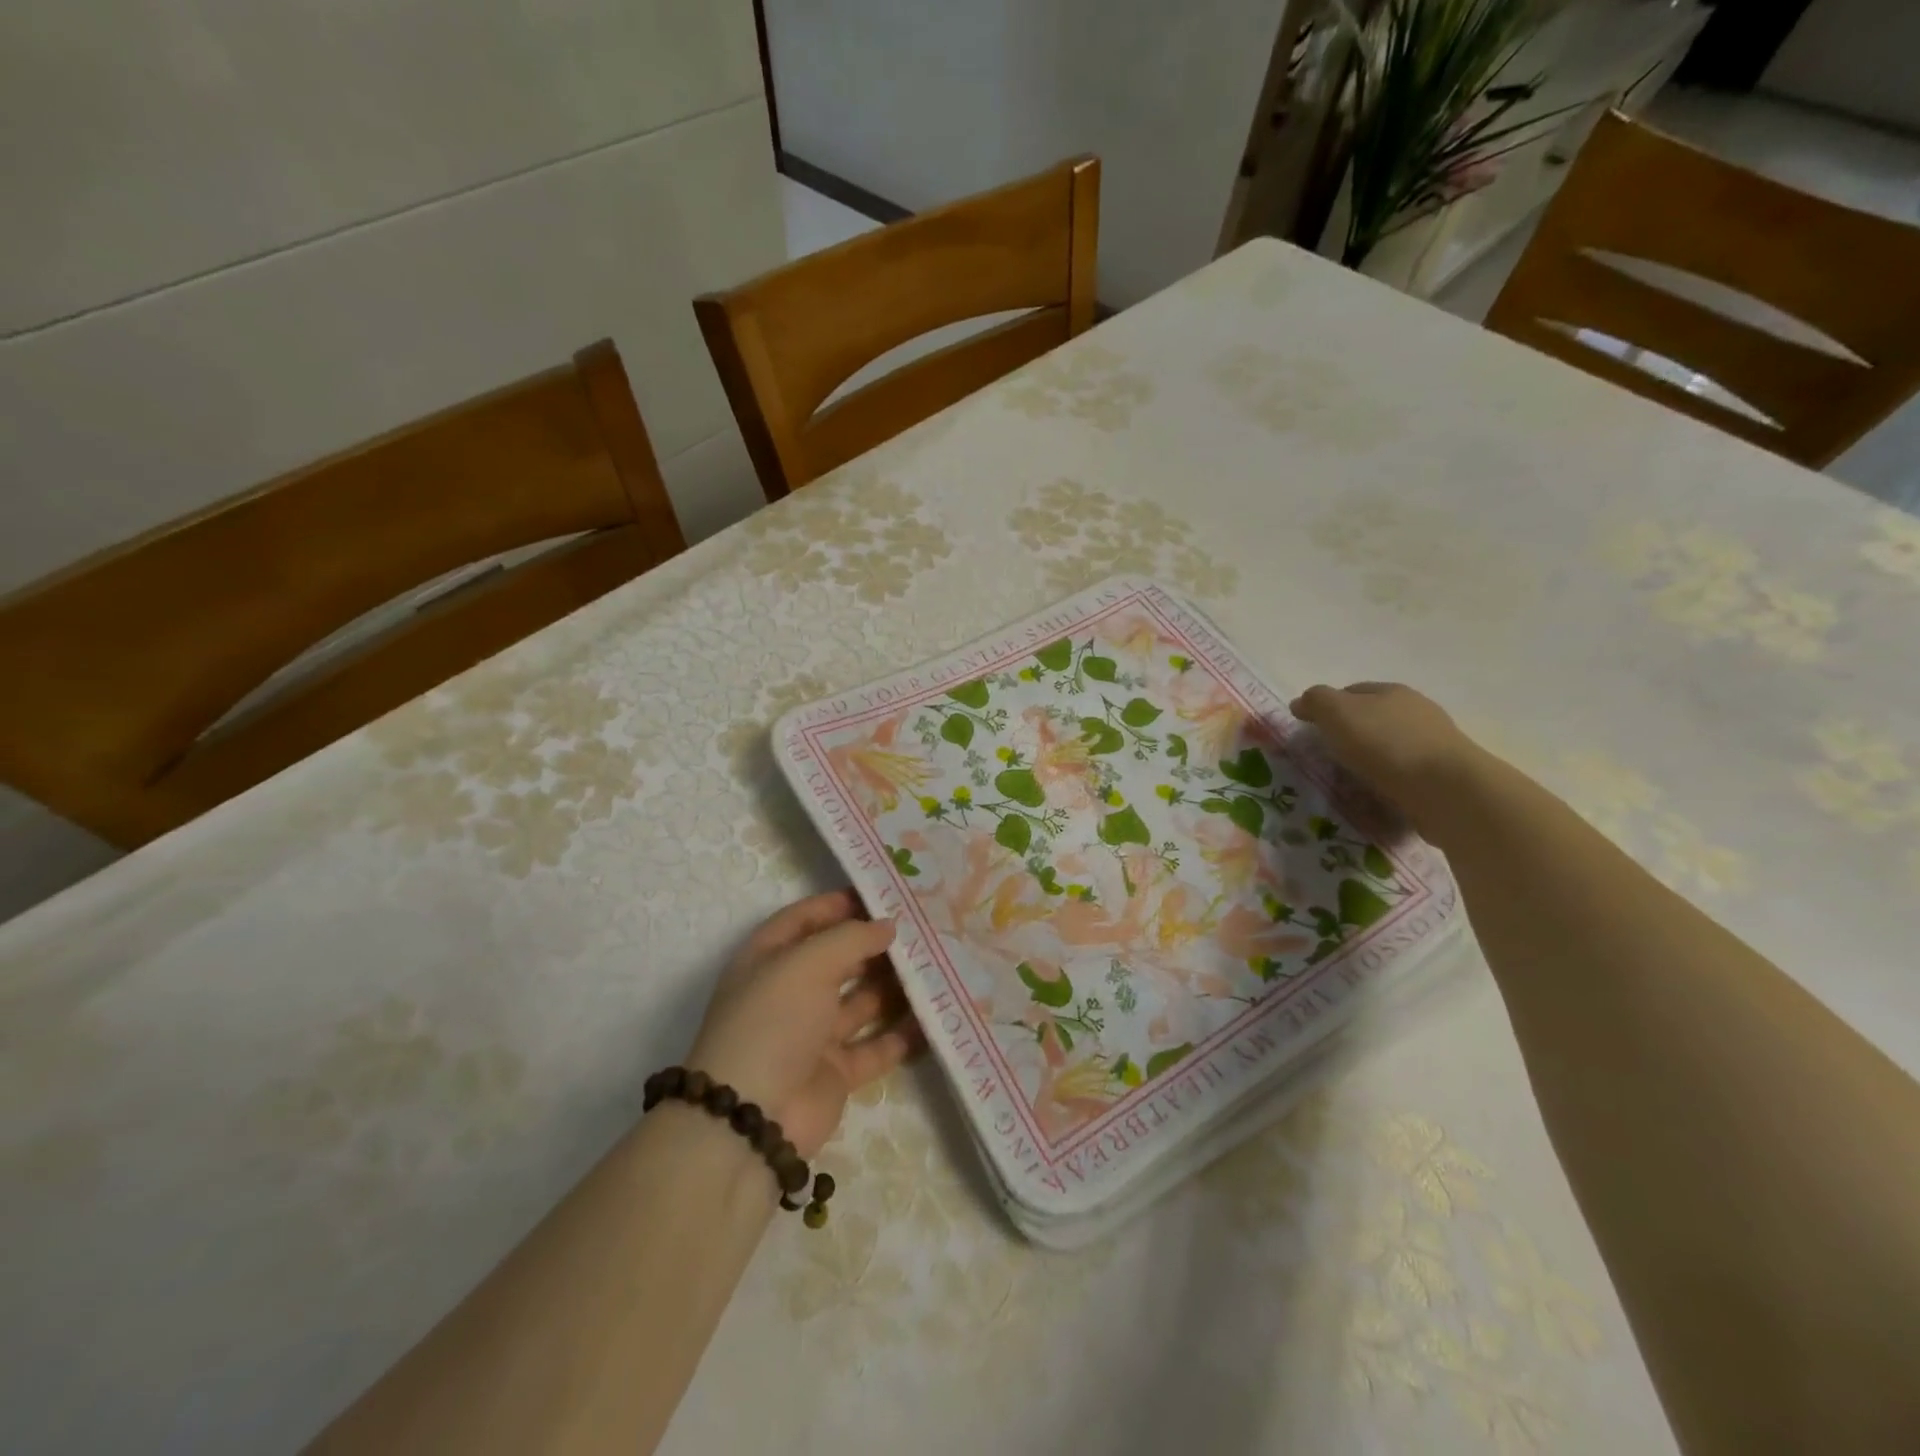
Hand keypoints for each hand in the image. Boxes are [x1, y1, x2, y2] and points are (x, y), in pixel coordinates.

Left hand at [686, 889, 923, 1157]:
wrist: (752, 1118)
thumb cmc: (773, 1021)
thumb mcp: (807, 963)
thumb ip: (851, 938)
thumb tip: (887, 926)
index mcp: (769, 959)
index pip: (805, 919)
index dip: (838, 905)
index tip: (883, 896)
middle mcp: (790, 992)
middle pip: (838, 959)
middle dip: (875, 945)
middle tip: (922, 930)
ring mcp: (813, 1034)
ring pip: (862, 1001)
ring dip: (894, 986)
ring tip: (936, 967)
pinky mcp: (836, 1072)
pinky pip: (876, 1046)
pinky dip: (902, 1035)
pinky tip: (934, 1018)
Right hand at [1289, 682, 1483, 841]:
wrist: (1446, 790)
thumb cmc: (1386, 743)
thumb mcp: (1337, 712)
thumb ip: (1316, 701)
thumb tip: (1302, 702)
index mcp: (1392, 691)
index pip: (1352, 691)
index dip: (1328, 706)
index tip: (1310, 728)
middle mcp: (1416, 712)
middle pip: (1373, 718)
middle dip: (1349, 733)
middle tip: (1326, 755)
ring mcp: (1433, 744)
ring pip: (1389, 747)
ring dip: (1369, 760)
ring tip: (1348, 780)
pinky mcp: (1442, 776)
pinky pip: (1403, 775)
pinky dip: (1386, 781)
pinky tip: (1374, 795)